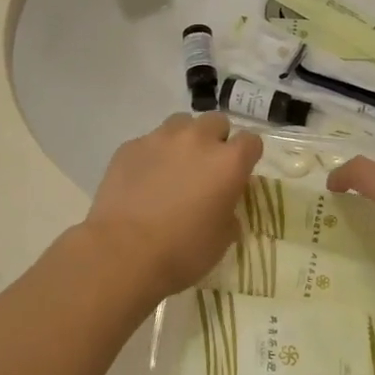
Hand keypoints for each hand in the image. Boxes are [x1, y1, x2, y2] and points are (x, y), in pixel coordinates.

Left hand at [82, 113, 263, 302]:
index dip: (247, 156)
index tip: (239, 173)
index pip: (251, 141)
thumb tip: (223, 203)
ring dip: (184, 140)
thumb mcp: (223, 239)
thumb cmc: (182, 251)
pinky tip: (143, 180)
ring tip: (174, 167)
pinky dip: (153, 155)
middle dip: (216, 140)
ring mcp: (160, 138)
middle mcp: (197, 139)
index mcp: (228, 162)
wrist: (123, 253)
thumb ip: (229, 211)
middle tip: (206, 168)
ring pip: (181, 123)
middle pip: (216, 122)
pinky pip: (149, 141)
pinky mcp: (130, 146)